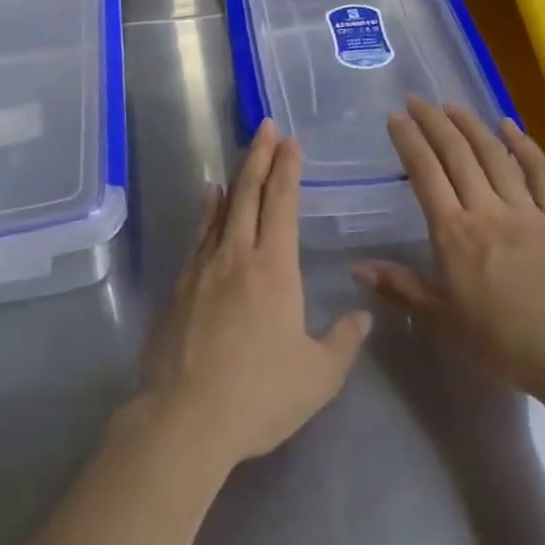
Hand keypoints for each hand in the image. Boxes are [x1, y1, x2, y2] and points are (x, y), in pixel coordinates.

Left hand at [137, 122, 370, 469]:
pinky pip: (199, 233)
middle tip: (267, 126)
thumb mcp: (317, 378)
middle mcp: (238, 254)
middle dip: (261, 156)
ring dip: (238, 176)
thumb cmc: (259, 396)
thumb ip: (343, 342)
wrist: (185, 418)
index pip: (282, 203)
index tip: (291, 141)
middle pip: (250, 192)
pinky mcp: (181, 284)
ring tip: (245, 153)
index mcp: (274, 267)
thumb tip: (364, 315)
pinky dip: (208, 209)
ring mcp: (204, 266)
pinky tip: (210, 197)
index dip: (287, 169)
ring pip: (223, 207)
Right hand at [352, 96, 544, 397]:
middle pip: (456, 154)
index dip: (409, 140)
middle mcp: (486, 209)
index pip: (425, 173)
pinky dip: (524, 145)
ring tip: (453, 105)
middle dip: (433, 122)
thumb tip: (356, 267)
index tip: (396, 116)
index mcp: (454, 233)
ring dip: (471, 125)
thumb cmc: (503, 343)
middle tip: (418, 99)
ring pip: (493, 155)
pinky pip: (541, 172)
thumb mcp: (443, 320)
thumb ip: (401, 288)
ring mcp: (526, 209)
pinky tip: (509, 125)